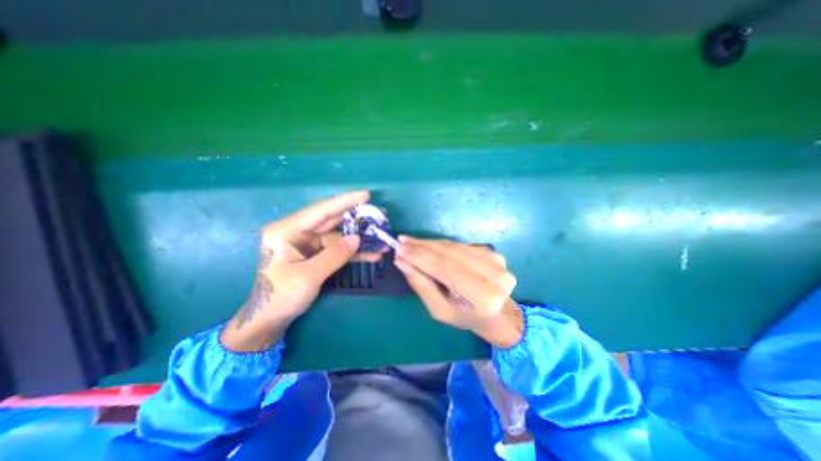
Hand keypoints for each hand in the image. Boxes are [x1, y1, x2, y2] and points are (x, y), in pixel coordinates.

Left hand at [217, 190, 372, 351]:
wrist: (269, 319)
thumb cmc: (280, 297)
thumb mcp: (308, 276)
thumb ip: (334, 255)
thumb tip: (357, 239)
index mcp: (286, 231)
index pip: (320, 210)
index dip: (344, 201)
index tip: (366, 195)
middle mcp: (297, 232)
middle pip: (332, 221)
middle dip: (356, 219)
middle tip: (378, 216)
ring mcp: (308, 244)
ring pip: (338, 236)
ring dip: (359, 239)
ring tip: (380, 240)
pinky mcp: (316, 254)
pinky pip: (338, 249)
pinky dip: (353, 252)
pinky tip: (371, 254)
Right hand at [395, 238, 524, 349]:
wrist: (496, 313)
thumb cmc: (465, 317)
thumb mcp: (439, 310)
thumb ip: (421, 285)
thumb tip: (401, 260)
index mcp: (484, 297)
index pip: (446, 269)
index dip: (421, 257)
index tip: (400, 248)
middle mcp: (495, 275)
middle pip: (450, 253)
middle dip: (423, 247)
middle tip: (401, 242)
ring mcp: (496, 260)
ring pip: (454, 246)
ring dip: (430, 243)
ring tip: (410, 242)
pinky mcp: (492, 252)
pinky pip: (460, 245)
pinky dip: (441, 245)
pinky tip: (427, 246)